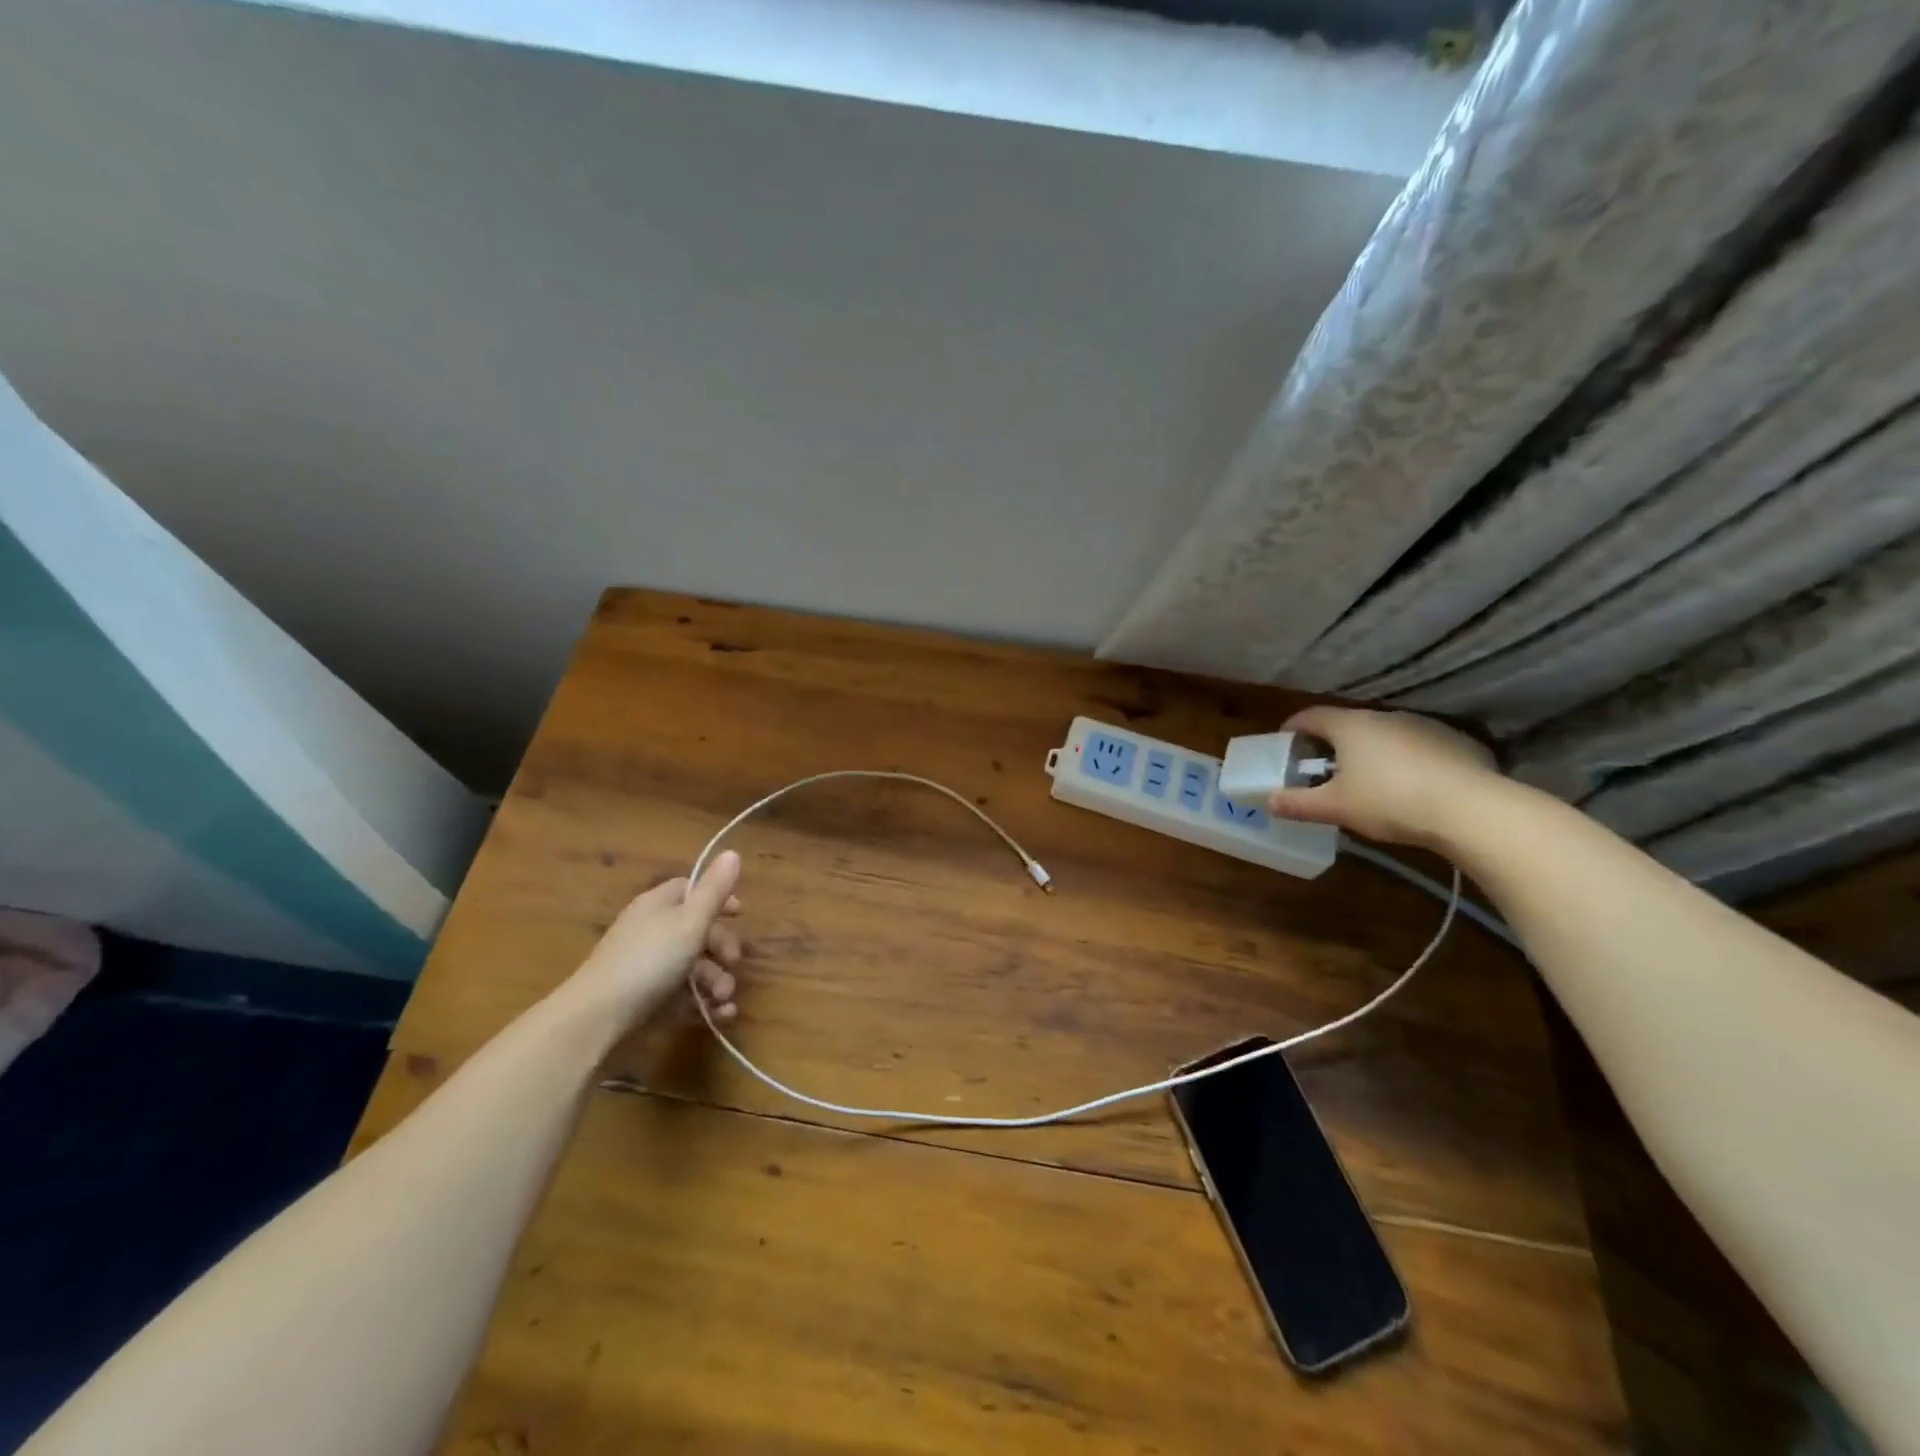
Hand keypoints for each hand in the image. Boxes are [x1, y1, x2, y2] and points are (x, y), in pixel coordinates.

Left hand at [557, 851, 744, 1028]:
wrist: (598, 1017)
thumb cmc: (649, 960)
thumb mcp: (690, 921)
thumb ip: (714, 890)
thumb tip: (732, 852)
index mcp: (659, 905)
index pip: (691, 890)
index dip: (718, 899)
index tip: (740, 914)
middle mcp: (652, 930)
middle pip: (697, 930)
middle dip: (723, 948)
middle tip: (734, 963)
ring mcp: (648, 966)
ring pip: (694, 966)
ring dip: (717, 980)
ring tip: (724, 998)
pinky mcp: (647, 998)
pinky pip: (684, 995)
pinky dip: (704, 1003)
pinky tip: (720, 1015)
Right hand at [1265, 708, 1499, 850]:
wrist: (1471, 808)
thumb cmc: (1389, 801)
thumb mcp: (1335, 808)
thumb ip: (1298, 803)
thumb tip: (1268, 801)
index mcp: (1350, 726)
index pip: (1310, 716)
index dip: (1292, 728)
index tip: (1283, 743)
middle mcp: (1385, 717)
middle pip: (1347, 724)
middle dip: (1331, 744)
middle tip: (1321, 770)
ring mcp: (1423, 726)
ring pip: (1384, 735)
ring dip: (1369, 752)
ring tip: (1366, 781)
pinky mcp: (1455, 742)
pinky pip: (1417, 747)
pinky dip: (1404, 761)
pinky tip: (1409, 787)